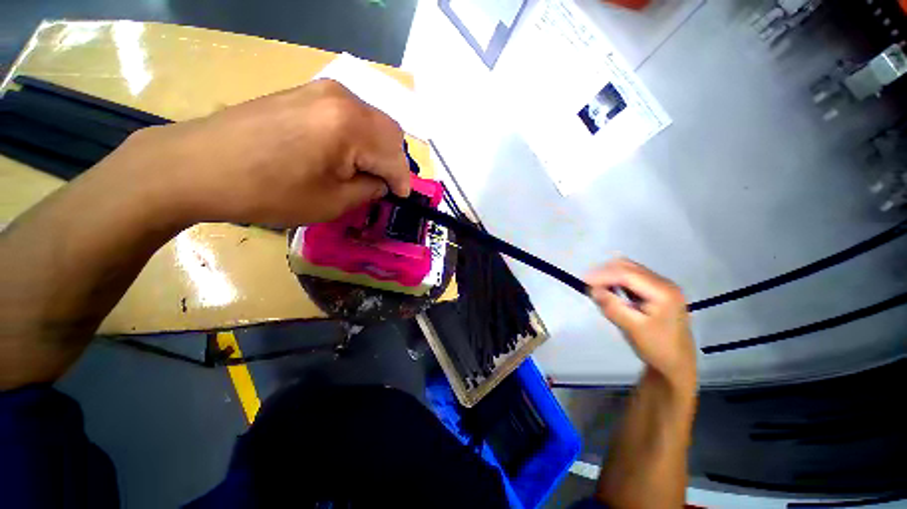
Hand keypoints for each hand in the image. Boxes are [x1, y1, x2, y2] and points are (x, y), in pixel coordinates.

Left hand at [93, 79, 410, 227]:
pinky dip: (359, 137)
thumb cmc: (269, 191)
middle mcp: (343, 98)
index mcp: (352, 125)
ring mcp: (321, 90)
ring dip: (377, 148)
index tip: (402, 198)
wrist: (198, 166)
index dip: (403, 181)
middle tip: (386, 185)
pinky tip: (347, 154)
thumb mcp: (332, 202)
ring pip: (371, 121)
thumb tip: (381, 182)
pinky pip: (349, 115)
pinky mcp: (305, 92)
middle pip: (389, 132)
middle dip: (393, 162)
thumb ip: (368, 189)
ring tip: (367, 172)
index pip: (395, 156)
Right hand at [586, 258, 695, 388]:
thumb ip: (612, 307)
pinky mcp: (656, 290)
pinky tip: (609, 290)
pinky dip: (617, 280)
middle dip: (605, 272)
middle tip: (588, 284)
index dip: (603, 275)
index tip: (583, 281)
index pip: (627, 274)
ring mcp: (661, 285)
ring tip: (596, 287)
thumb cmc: (657, 347)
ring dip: (610, 275)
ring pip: (629, 269)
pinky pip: (632, 277)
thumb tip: (592, 289)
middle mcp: (663, 283)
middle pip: (628, 267)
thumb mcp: (632, 328)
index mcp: (663, 292)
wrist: (677, 363)